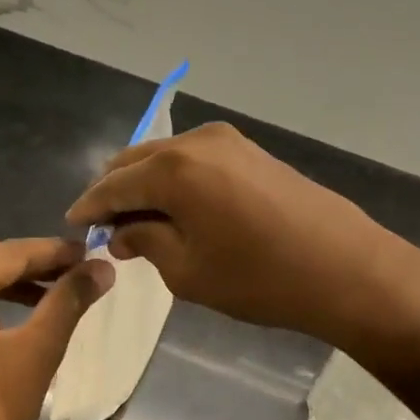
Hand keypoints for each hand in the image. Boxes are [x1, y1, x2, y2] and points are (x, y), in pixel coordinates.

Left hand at [0, 238, 111, 419]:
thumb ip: (68, 302)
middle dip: (29, 268)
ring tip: (46, 301)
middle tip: (74, 274)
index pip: (7, 253)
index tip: (91, 255)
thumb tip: (102, 267)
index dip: (52, 252)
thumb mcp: (36, 355)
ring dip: (3, 290)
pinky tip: (2, 330)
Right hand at [65, 123, 419, 353]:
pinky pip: (195, 161)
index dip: (89, 207)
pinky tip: (178, 208)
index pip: (112, 185)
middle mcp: (195, 141)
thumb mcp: (187, 270)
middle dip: (115, 193)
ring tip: (140, 221)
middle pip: (136, 162)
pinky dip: (176, 181)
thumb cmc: (258, 277)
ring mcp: (228, 141)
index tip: (74, 225)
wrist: (345, 268)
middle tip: (107, 228)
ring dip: (146, 185)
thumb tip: (121, 232)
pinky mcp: (251, 150)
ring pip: (166, 158)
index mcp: (172, 169)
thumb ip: (145, 241)